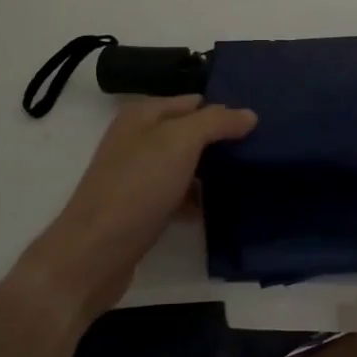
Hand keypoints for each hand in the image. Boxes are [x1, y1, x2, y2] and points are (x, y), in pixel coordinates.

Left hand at [22, 95, 256, 324]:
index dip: (223, 108)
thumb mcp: (179, 143)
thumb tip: (248, 113)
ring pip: (184, 164)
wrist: (94, 255)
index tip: (259, 121)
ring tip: (250, 176)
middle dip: (220, 139)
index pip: (192, 101)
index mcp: (142, 115)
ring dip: (212, 171)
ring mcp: (137, 175)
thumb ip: (215, 122)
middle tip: (261, 148)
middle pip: (188, 132)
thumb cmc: (137, 188)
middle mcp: (137, 140)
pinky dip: (197, 199)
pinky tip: (220, 208)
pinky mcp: (140, 208)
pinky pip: (177, 194)